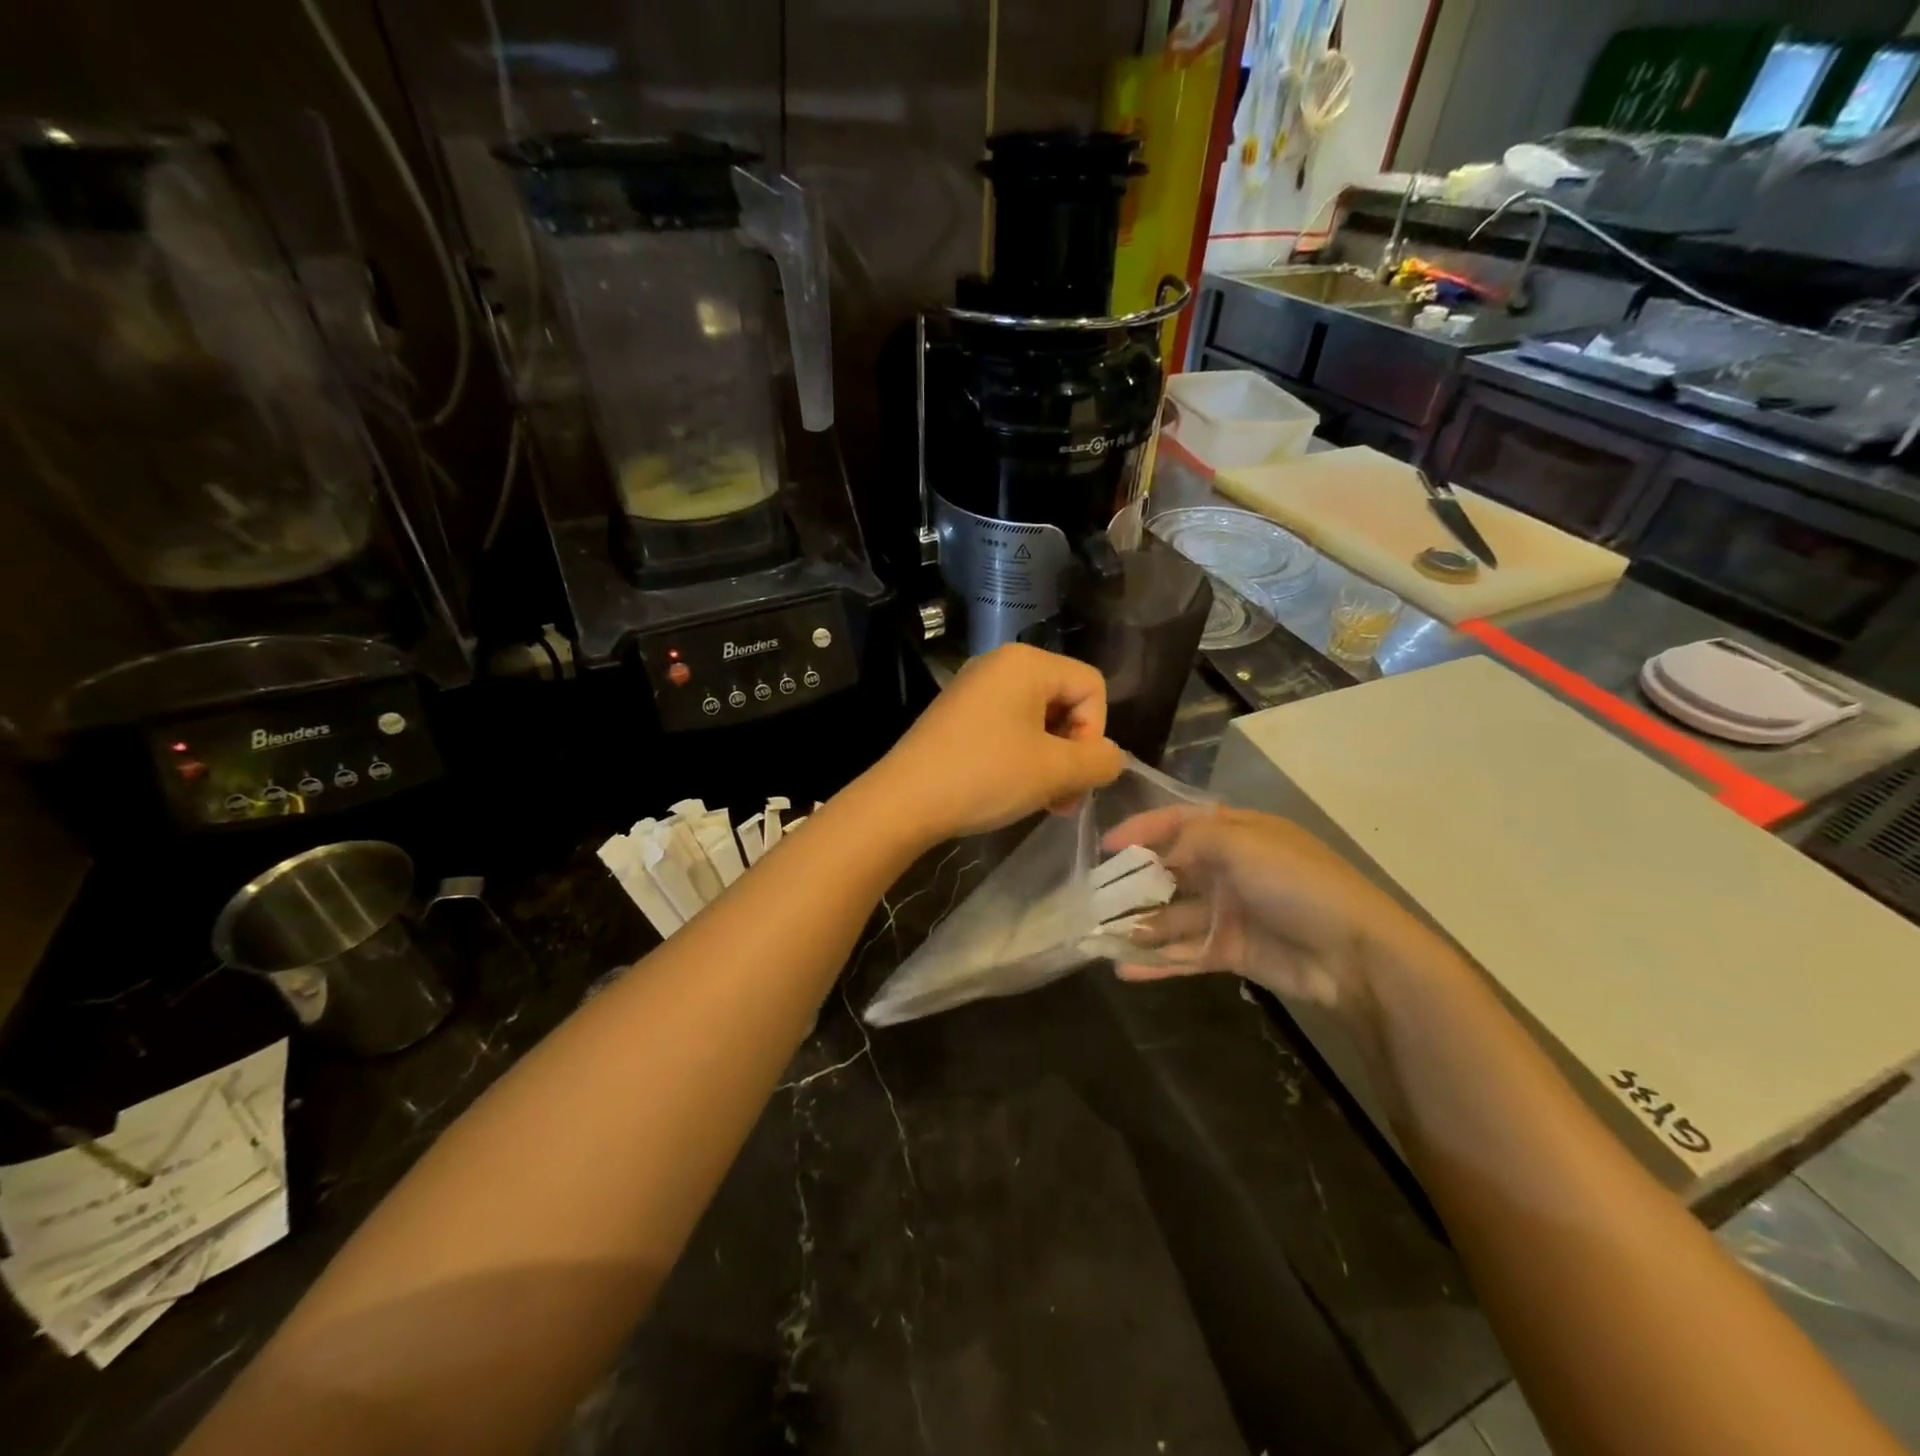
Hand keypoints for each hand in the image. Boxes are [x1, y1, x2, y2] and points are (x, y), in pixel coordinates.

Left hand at [866, 645, 1123, 843]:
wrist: (903, 800)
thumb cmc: (985, 776)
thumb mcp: (1055, 771)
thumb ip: (1100, 761)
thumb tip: (1109, 758)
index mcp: (1027, 662)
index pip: (1092, 686)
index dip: (1094, 732)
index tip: (1073, 772)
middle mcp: (1000, 664)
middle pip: (1065, 701)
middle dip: (1072, 752)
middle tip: (1063, 799)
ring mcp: (975, 688)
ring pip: (1037, 720)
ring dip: (1050, 762)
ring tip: (1043, 802)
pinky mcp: (958, 714)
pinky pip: (1008, 727)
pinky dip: (1021, 758)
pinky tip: (1013, 790)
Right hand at [1101, 806, 1428, 1016]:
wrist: (1354, 954)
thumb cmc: (1296, 884)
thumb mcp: (1242, 843)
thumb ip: (1191, 840)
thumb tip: (1156, 856)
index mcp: (1236, 834)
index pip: (1178, 823)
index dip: (1141, 830)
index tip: (1104, 847)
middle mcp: (1229, 869)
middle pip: (1170, 872)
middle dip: (1133, 884)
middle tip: (1094, 898)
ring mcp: (1230, 912)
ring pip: (1173, 917)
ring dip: (1139, 926)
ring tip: (1099, 937)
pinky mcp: (1232, 951)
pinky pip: (1186, 953)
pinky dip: (1157, 962)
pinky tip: (1124, 969)